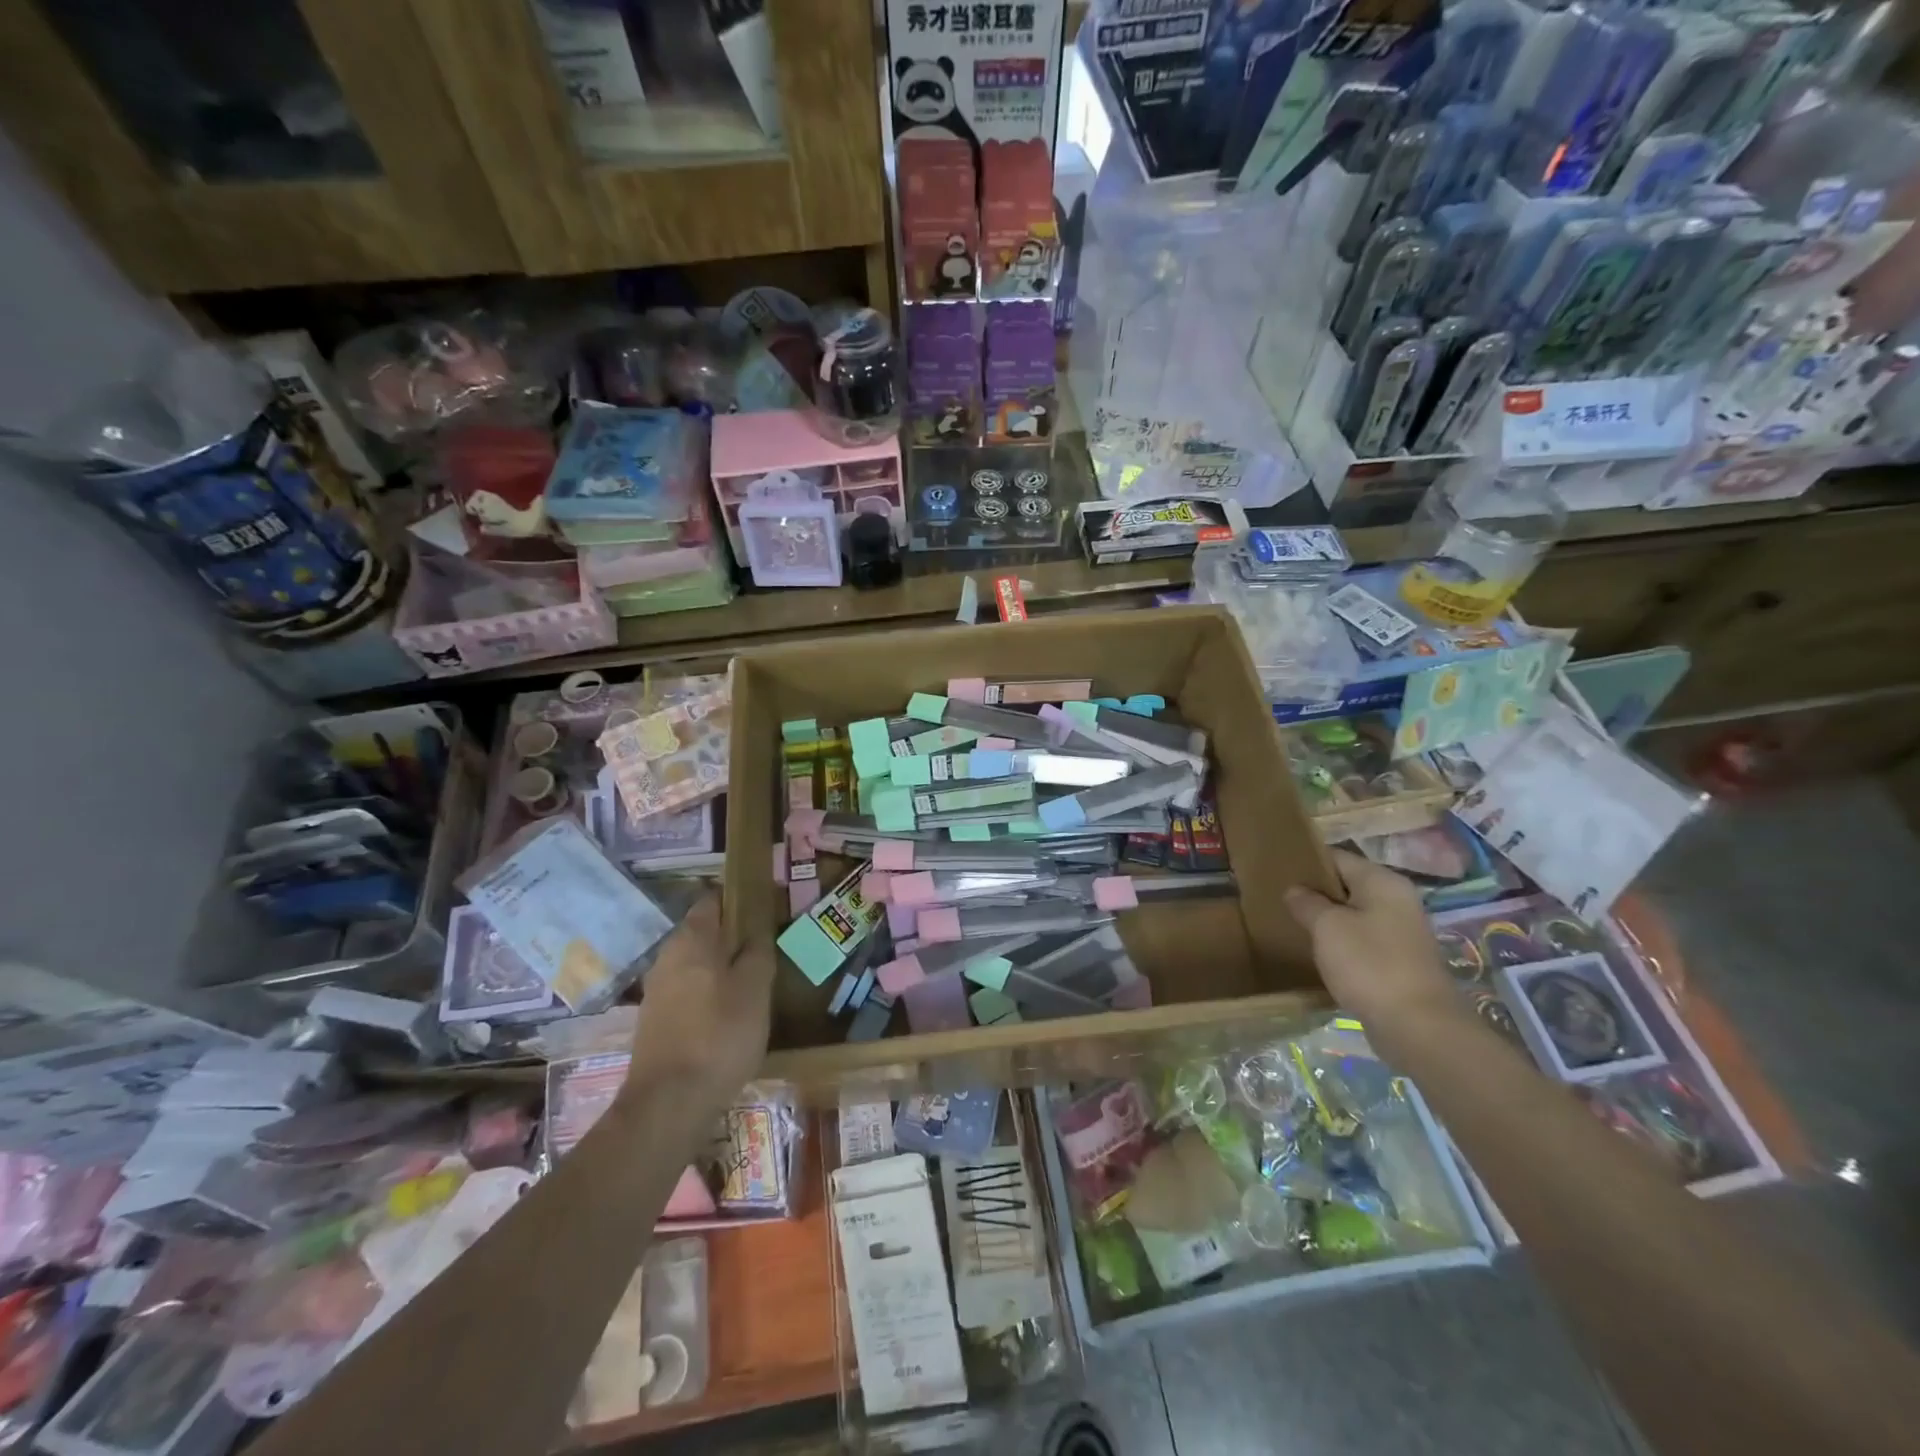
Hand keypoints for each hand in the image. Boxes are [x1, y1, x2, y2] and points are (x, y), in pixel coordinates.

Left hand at [626, 894, 773, 1109]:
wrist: (669, 1104)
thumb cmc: (720, 1035)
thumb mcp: (755, 988)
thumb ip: (758, 951)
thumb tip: (758, 927)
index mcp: (691, 939)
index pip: (714, 899)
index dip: (740, 898)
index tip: (765, 908)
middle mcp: (667, 956)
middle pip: (704, 932)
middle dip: (732, 936)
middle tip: (766, 949)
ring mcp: (657, 990)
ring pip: (695, 964)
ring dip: (720, 967)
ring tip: (752, 983)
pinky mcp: (654, 1021)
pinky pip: (688, 991)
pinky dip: (708, 993)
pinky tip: (728, 1014)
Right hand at [1285, 850, 1458, 1038]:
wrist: (1418, 1027)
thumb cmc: (1370, 964)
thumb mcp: (1327, 927)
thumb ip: (1306, 903)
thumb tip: (1295, 890)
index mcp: (1383, 882)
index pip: (1337, 858)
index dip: (1306, 863)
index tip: (1277, 873)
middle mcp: (1398, 900)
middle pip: (1348, 886)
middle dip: (1315, 893)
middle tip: (1280, 901)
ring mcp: (1403, 932)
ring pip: (1355, 915)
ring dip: (1328, 921)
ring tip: (1294, 926)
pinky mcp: (1401, 962)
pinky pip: (1364, 941)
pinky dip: (1342, 944)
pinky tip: (1320, 955)